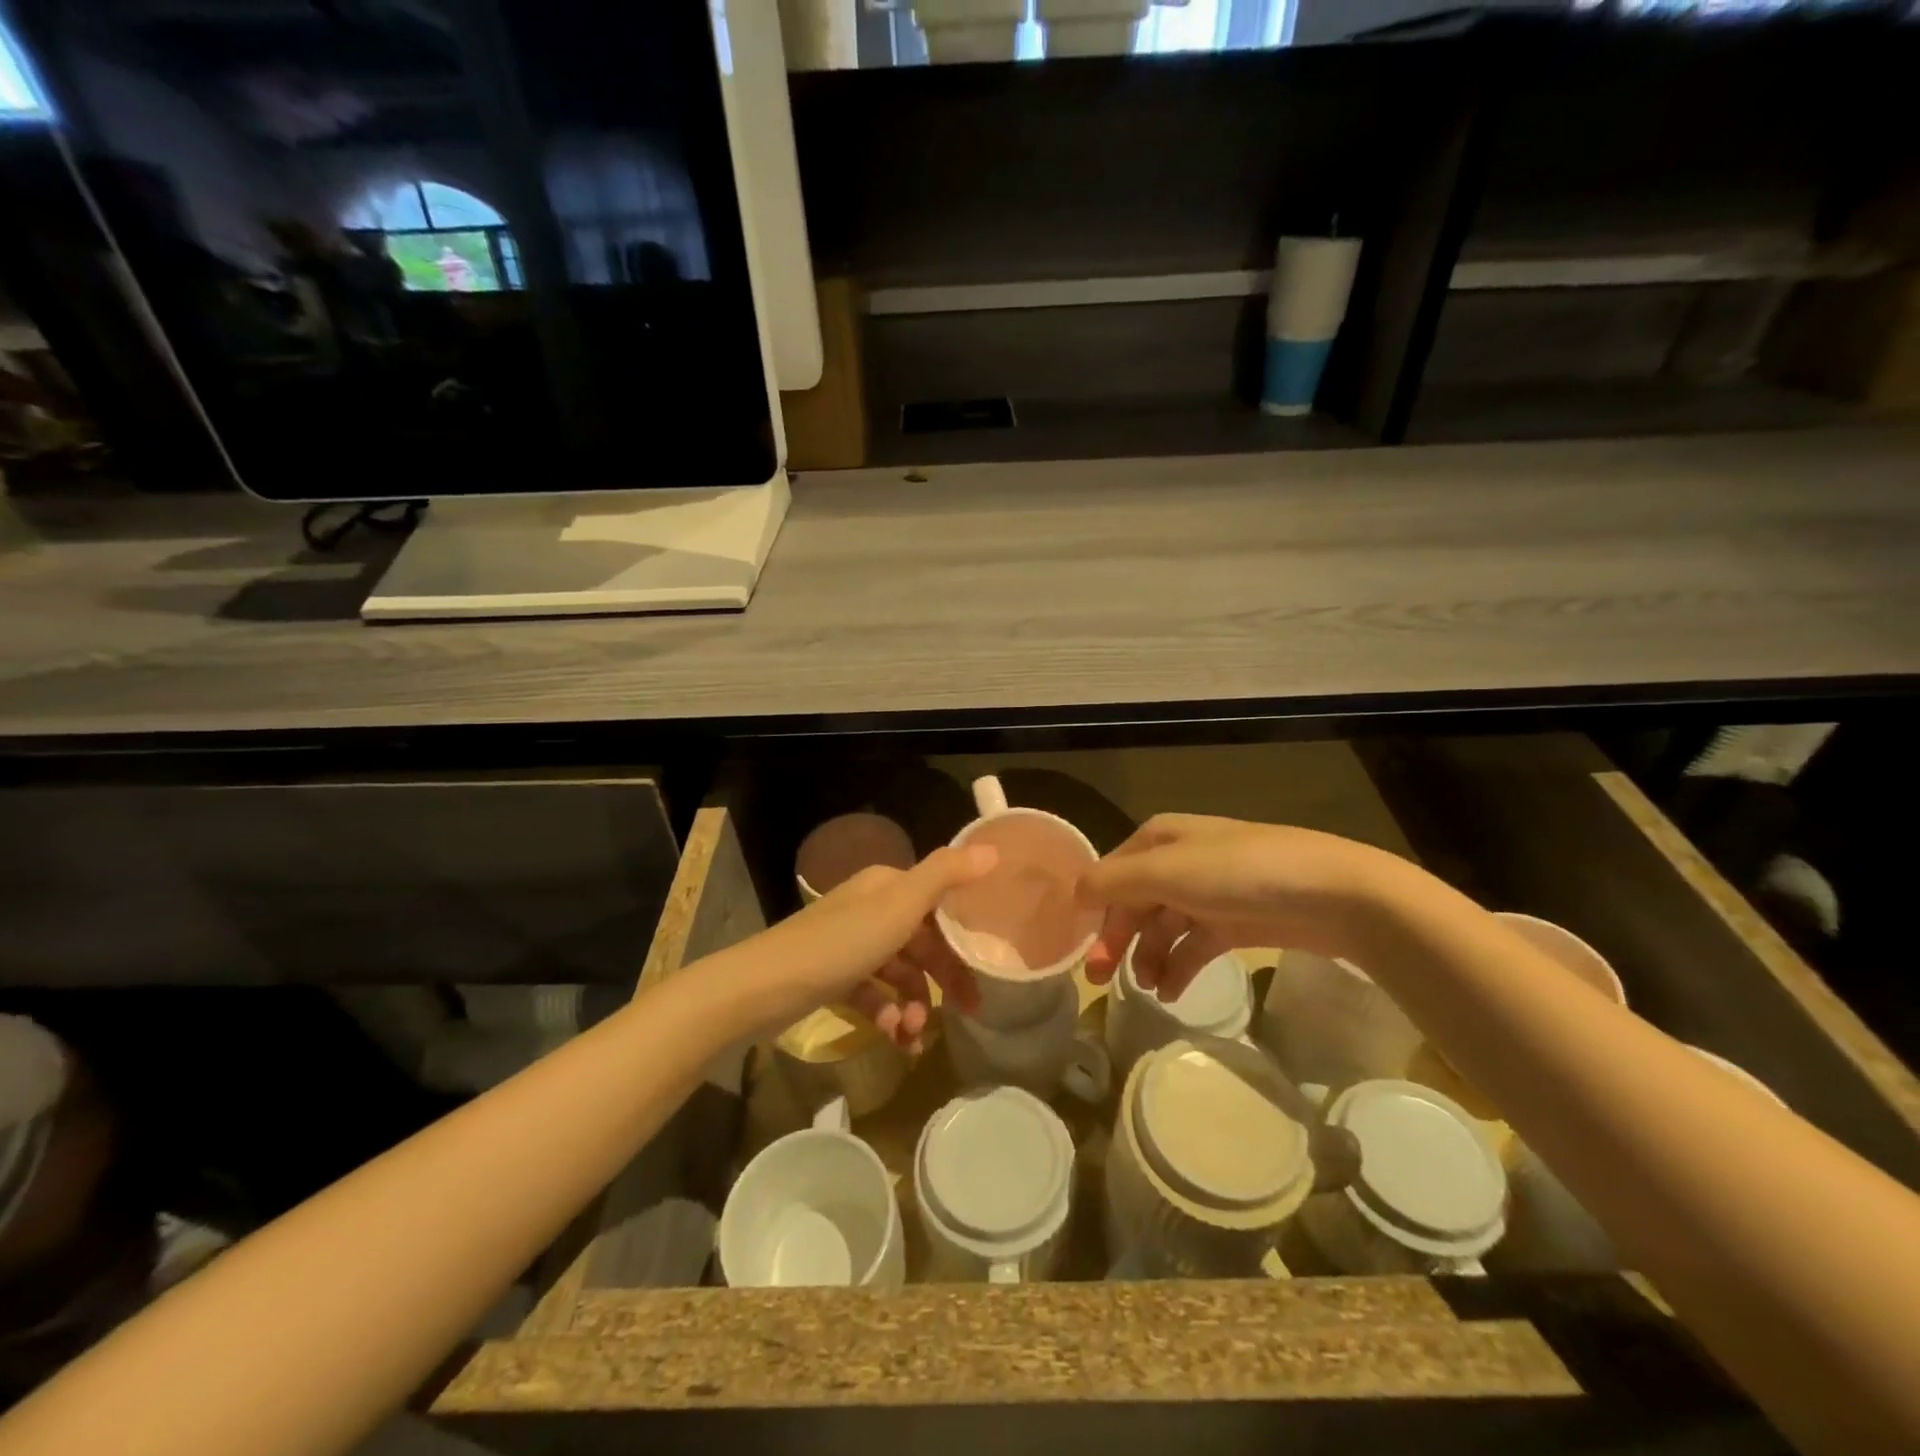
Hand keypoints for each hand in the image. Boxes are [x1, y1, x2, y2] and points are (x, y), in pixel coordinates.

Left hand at [740, 844, 996, 1050]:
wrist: (764, 986)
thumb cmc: (842, 942)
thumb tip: (994, 850)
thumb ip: (947, 876)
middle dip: (944, 979)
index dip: (965, 933)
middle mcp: (872, 909)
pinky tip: (892, 1039)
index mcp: (888, 886)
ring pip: (899, 974)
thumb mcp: (901, 905)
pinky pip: (874, 996)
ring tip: (914, 1036)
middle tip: (969, 1012)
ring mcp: (851, 944)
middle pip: (923, 942)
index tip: (988, 965)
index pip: (940, 904)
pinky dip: (886, 1015)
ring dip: (913, 1005)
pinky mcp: (834, 977)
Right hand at [1079, 815, 1402, 1000]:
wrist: (1333, 894)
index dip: (1094, 910)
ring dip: (1148, 957)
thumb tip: (1073, 893)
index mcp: (1159, 839)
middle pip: (1134, 902)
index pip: (1111, 874)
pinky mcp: (1234, 923)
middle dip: (1117, 939)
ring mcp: (1209, 892)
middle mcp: (1179, 861)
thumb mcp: (1168, 872)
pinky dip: (1178, 967)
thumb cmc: (1240, 874)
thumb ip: (1114, 882)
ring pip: (1162, 927)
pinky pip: (1193, 945)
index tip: (1081, 951)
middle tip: (1102, 980)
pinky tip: (1170, 991)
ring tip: (1146, 990)